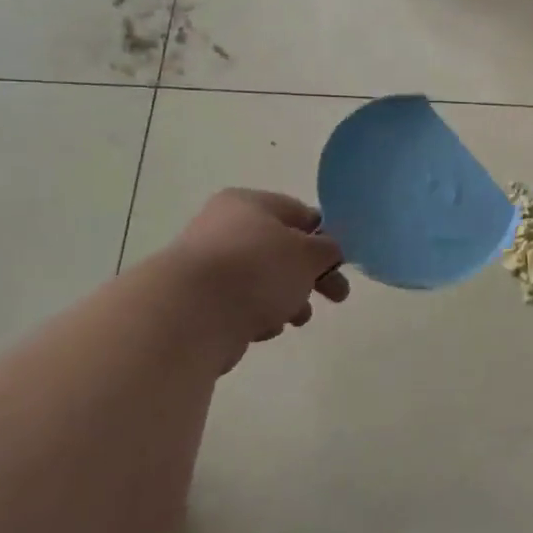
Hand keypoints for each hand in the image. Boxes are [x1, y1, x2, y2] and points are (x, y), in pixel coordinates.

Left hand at [170, 190, 349, 355]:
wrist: (191, 316)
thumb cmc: (257, 270)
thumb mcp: (309, 253)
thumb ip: (328, 249)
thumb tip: (328, 250)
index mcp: (249, 203)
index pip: (298, 213)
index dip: (325, 236)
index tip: (341, 262)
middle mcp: (224, 228)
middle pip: (282, 250)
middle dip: (311, 275)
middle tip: (337, 296)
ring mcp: (209, 266)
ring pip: (264, 281)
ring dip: (288, 299)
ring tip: (296, 318)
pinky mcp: (199, 302)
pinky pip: (242, 305)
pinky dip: (258, 315)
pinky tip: (263, 328)